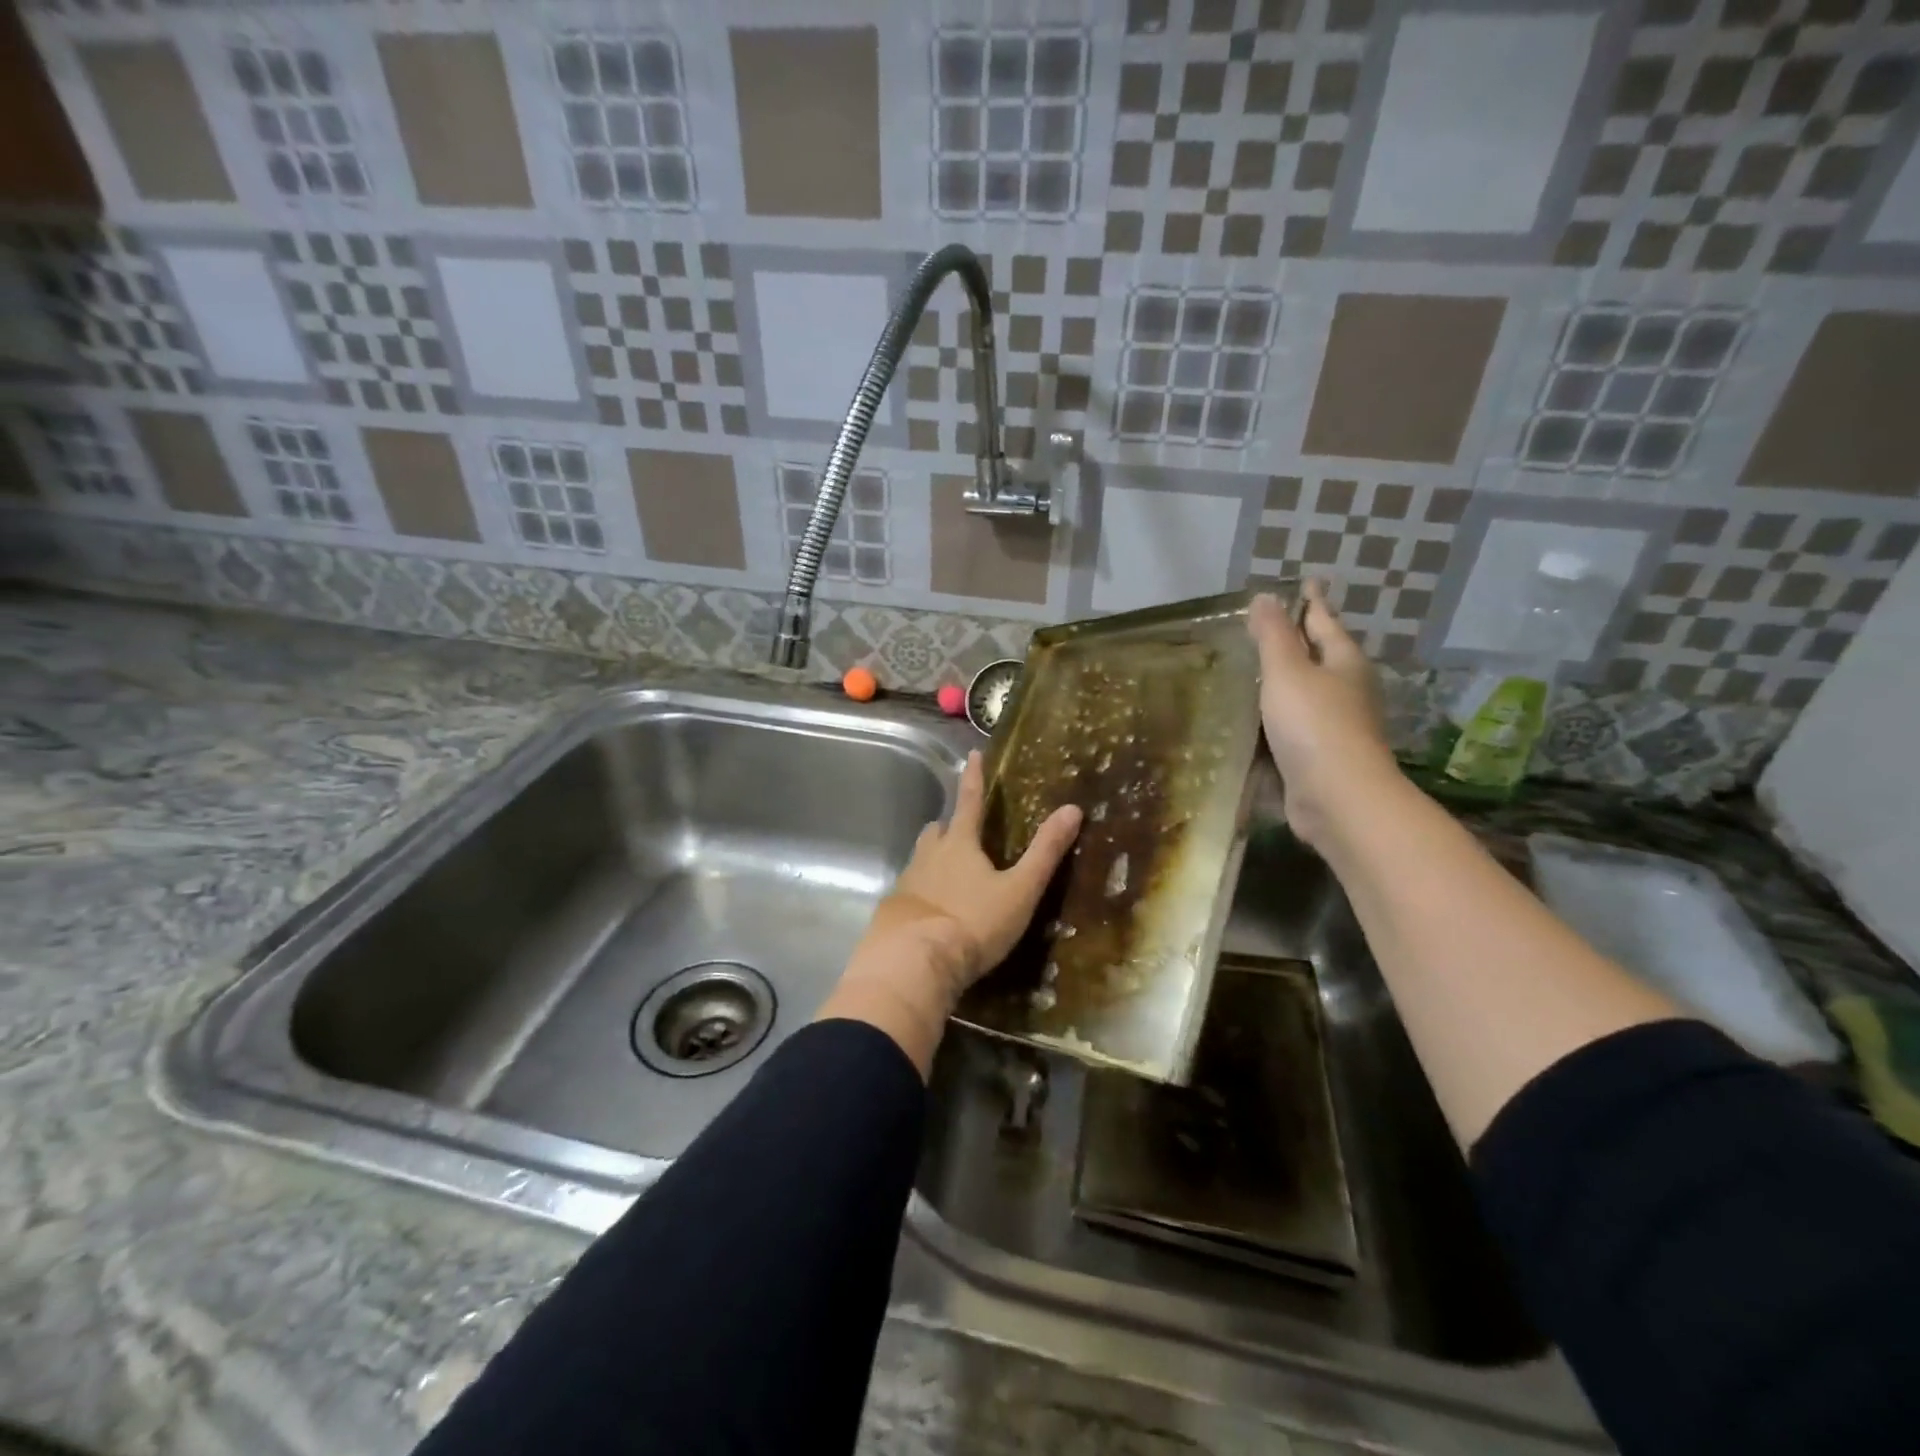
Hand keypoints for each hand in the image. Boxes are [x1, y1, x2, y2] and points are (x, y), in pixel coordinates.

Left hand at [819, 752, 1081, 1075]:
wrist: (914, 961)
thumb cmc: (972, 922)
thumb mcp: (1019, 889)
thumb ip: (1045, 852)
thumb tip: (1072, 809)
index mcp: (960, 844)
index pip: (970, 801)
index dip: (974, 778)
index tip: (973, 754)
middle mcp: (929, 855)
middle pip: (938, 830)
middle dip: (950, 825)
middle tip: (962, 831)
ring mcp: (908, 881)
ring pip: (921, 857)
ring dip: (934, 856)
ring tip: (949, 870)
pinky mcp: (894, 909)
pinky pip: (910, 889)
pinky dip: (922, 890)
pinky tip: (931, 908)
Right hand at [1248, 582, 1397, 847]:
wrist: (1338, 798)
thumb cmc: (1314, 724)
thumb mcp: (1288, 671)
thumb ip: (1273, 635)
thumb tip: (1265, 597)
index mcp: (1344, 662)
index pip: (1325, 621)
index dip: (1311, 601)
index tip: (1305, 581)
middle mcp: (1347, 690)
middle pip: (1323, 656)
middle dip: (1302, 640)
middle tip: (1272, 625)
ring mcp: (1337, 725)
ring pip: (1310, 691)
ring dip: (1289, 680)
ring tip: (1258, 669)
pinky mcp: (1322, 756)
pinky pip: (1297, 724)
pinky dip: (1279, 715)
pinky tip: (1257, 718)